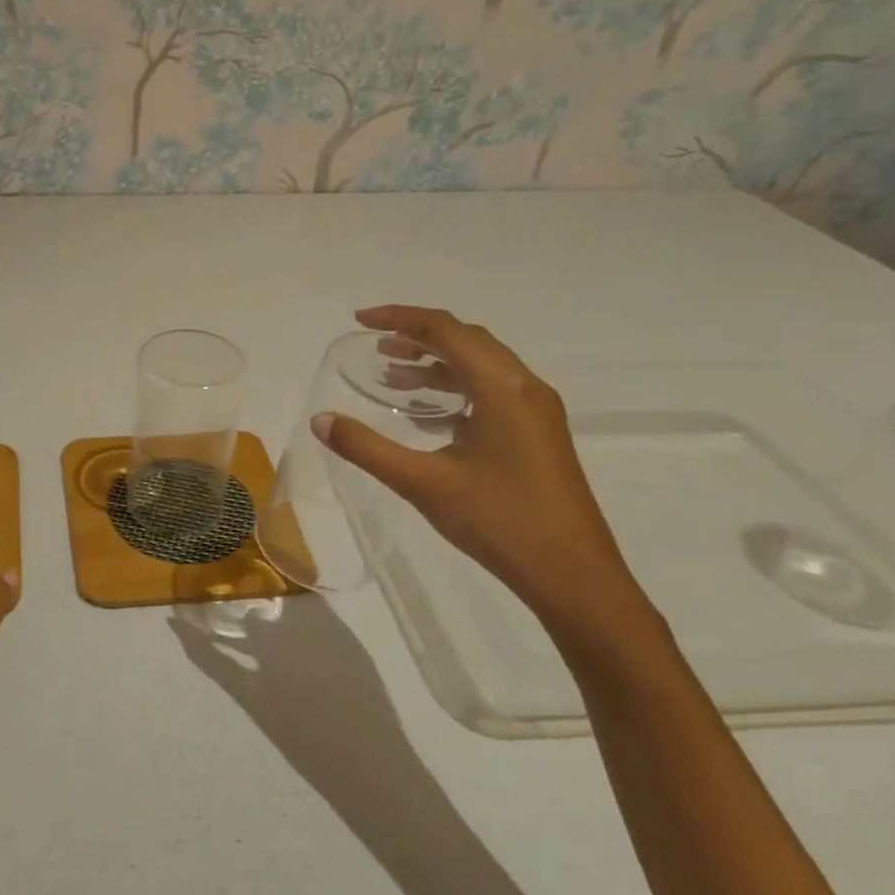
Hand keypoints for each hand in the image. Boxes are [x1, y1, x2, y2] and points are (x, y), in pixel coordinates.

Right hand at [314, 304, 658, 651]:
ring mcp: (536, 412)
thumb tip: (320, 420)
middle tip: (375, 347)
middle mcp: (524, 388)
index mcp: (502, 388)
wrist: (573, 575)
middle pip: (467, 341)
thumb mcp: (422, 482)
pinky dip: (455, 389)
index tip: (360, 320)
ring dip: (436, 364)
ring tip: (392, 375)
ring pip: (481, 367)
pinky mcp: (538, 435)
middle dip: (418, 337)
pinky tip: (427, 415)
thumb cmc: (499, 521)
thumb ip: (367, 448)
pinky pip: (491, 392)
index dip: (400, 319)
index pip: (447, 331)